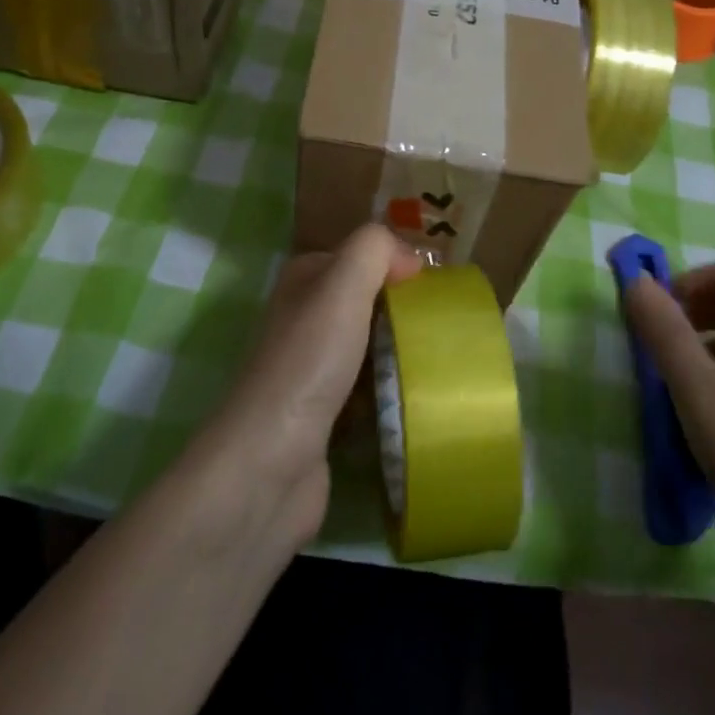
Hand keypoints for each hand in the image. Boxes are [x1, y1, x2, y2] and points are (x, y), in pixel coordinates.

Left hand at [192, 225, 420, 552]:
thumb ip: (373, 250)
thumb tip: (406, 256)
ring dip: (400, 349)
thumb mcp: (342, 287)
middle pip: (366, 300)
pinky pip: (368, 387)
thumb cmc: (309, 364)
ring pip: (369, 344)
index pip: (359, 256)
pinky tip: (415, 395)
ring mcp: (311, 367)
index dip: (396, 263)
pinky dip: (390, 388)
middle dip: (403, 307)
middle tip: (444, 322)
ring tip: (440, 357)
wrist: (270, 464)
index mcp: (303, 280)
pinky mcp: (322, 412)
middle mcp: (302, 318)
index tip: (435, 286)